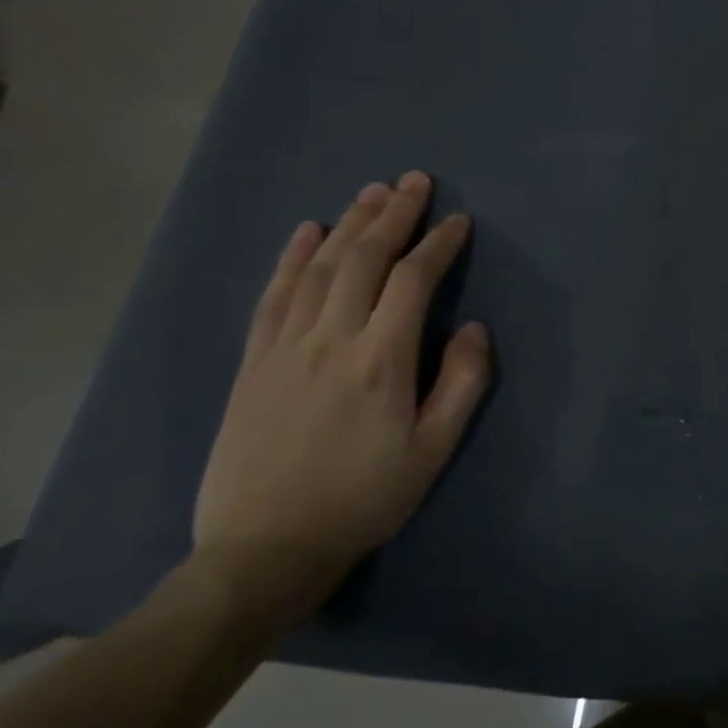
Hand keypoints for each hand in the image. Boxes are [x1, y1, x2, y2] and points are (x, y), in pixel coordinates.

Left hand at [189, 172, 490, 632]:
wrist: (266, 547)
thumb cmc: (366, 497)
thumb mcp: (435, 448)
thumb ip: (462, 382)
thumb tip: (473, 327)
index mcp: (381, 360)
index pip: (412, 282)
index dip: (437, 245)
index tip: (457, 220)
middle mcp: (330, 340)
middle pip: (362, 260)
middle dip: (392, 216)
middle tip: (414, 181)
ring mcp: (284, 347)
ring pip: (317, 268)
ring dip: (348, 224)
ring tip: (371, 192)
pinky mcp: (253, 362)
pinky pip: (273, 296)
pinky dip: (291, 257)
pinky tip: (306, 231)